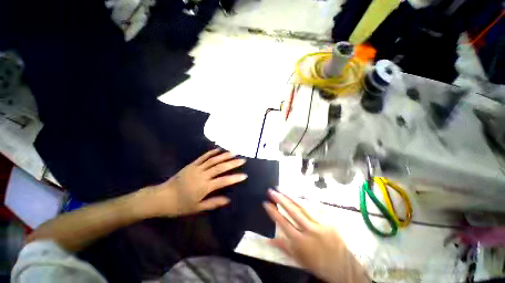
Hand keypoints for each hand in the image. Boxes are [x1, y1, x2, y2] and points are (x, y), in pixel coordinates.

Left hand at [137, 149, 247, 217]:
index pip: (223, 181)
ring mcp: (196, 168)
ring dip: (224, 155)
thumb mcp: (197, 208)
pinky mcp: (191, 164)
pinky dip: (211, 152)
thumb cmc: (180, 205)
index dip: (234, 178)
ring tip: (234, 152)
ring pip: (213, 160)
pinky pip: (203, 157)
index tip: (244, 175)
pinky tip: (218, 150)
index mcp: (204, 187)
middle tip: (242, 159)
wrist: (161, 197)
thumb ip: (213, 203)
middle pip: (220, 167)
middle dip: (232, 163)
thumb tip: (228, 199)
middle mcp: (202, 175)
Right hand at [263, 190, 370, 282]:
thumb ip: (284, 247)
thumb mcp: (299, 259)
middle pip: (291, 211)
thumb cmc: (319, 264)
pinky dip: (308, 199)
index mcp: (300, 242)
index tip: (266, 203)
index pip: (283, 223)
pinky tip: (301, 193)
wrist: (345, 267)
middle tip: (272, 191)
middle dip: (280, 200)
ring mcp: (320, 224)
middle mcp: (309, 231)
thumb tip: (269, 239)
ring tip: (282, 189)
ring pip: (302, 207)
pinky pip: (317, 207)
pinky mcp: (329, 221)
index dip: (273, 212)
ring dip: (291, 196)